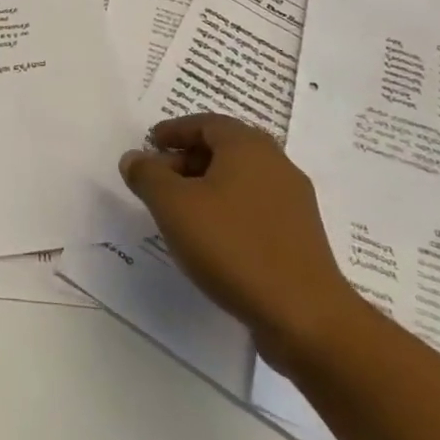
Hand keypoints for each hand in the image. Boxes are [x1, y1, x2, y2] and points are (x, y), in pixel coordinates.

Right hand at [120, 115, 358, 373]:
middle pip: (224, 149)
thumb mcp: (173, 205)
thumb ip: (147, 175)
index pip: (205, 123)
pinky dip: (228, 210)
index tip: (150, 144)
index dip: (174, 131)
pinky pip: (255, 207)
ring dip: (207, 186)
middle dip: (188, 159)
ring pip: (240, 179)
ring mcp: (294, 202)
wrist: (306, 317)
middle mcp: (276, 164)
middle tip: (159, 179)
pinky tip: (211, 238)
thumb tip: (134, 158)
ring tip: (180, 212)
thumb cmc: (233, 246)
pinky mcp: (301, 236)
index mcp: (248, 146)